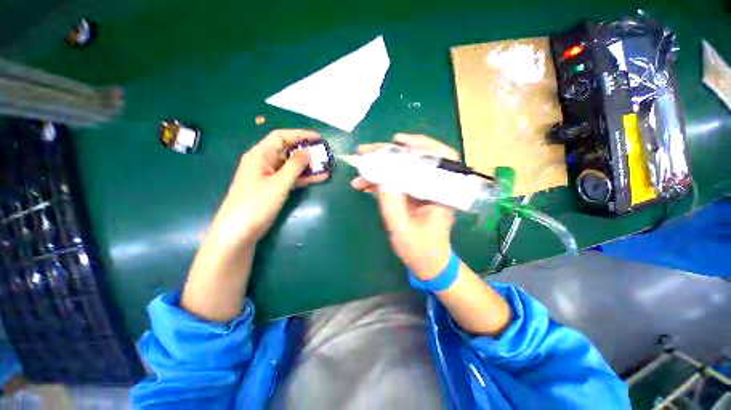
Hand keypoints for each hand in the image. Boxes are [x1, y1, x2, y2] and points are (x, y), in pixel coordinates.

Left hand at [210, 129, 328, 246]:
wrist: (239, 233)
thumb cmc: (256, 204)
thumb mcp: (278, 183)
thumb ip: (294, 166)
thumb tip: (308, 151)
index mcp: (260, 155)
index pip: (281, 137)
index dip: (300, 135)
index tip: (318, 138)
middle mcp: (264, 162)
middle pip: (287, 151)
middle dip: (306, 151)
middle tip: (325, 154)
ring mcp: (269, 177)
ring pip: (291, 166)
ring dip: (308, 166)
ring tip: (326, 166)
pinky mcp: (273, 189)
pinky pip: (291, 178)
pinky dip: (304, 178)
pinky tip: (319, 178)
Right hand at [351, 134, 458, 279]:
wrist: (427, 263)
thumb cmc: (420, 250)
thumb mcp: (402, 229)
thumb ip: (391, 204)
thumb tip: (381, 179)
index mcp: (440, 193)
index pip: (438, 159)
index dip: (420, 145)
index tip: (398, 141)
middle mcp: (433, 188)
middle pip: (414, 161)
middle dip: (389, 154)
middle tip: (365, 151)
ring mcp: (420, 192)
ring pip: (402, 171)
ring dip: (380, 168)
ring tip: (359, 168)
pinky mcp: (411, 197)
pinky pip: (396, 183)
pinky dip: (380, 182)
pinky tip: (364, 184)